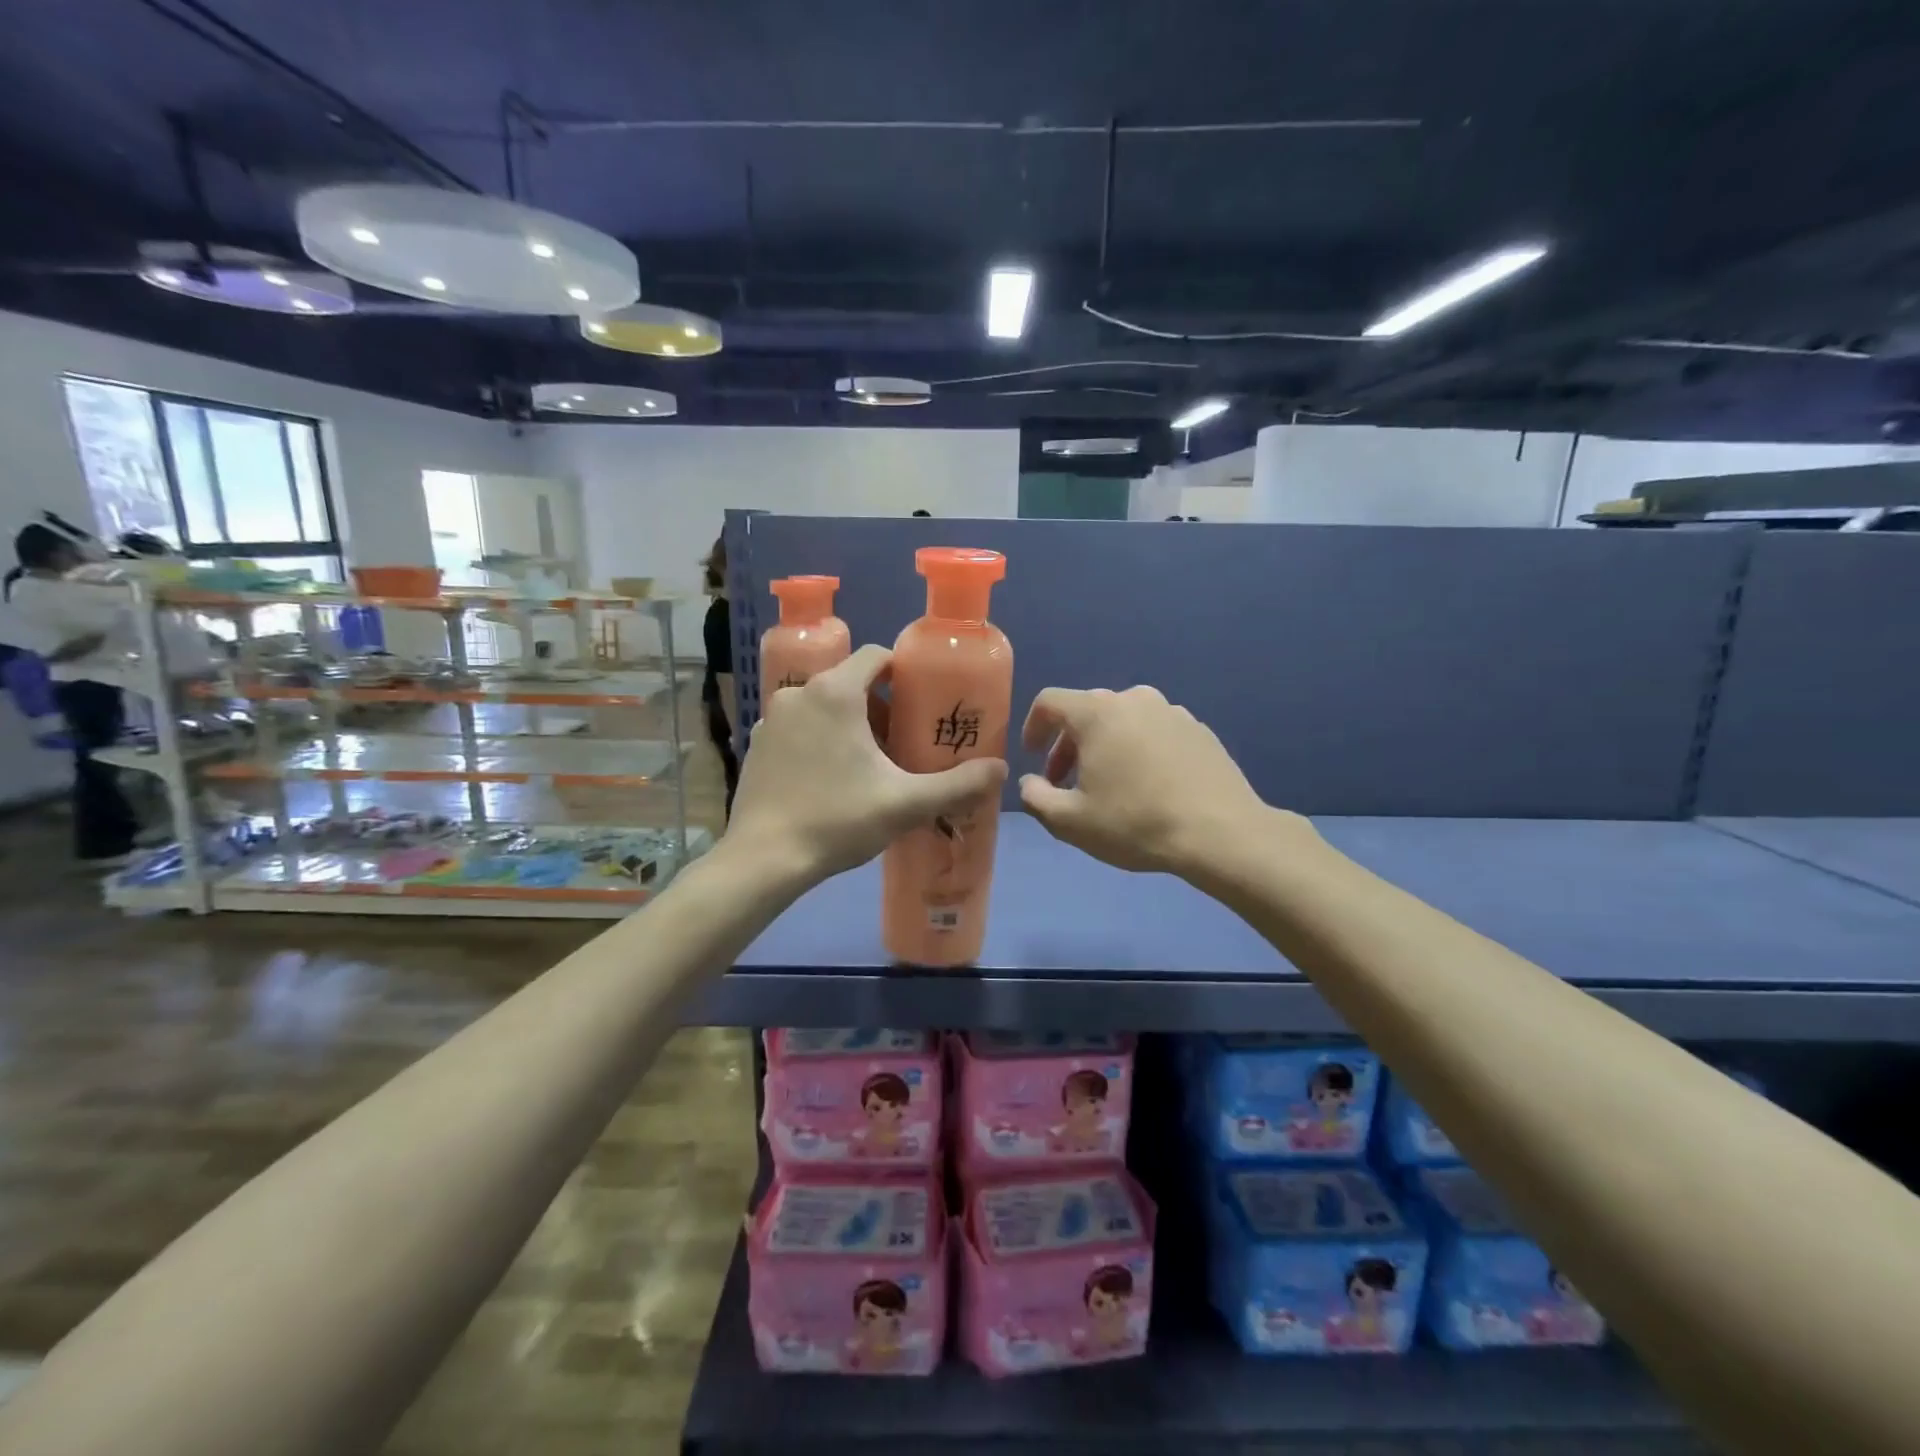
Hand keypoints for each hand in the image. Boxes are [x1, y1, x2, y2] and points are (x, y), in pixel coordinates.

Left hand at [729, 645, 1007, 882]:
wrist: (763, 859)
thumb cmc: (837, 820)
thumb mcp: (905, 804)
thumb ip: (958, 785)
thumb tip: (1001, 770)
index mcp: (835, 692)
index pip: (876, 656)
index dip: (905, 673)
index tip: (923, 702)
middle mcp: (799, 693)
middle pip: (851, 682)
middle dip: (881, 707)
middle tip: (904, 743)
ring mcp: (772, 718)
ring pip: (824, 705)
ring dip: (851, 724)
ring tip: (871, 764)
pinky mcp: (756, 744)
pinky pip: (800, 727)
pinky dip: (820, 739)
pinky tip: (831, 778)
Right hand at [1018, 685, 1280, 874]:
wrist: (1221, 833)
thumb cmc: (1135, 823)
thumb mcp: (1070, 822)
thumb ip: (1036, 798)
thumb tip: (1029, 783)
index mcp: (1097, 712)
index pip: (1050, 701)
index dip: (1033, 726)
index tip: (1032, 756)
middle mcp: (1134, 699)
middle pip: (1087, 711)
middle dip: (1068, 744)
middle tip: (1066, 781)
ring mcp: (1171, 711)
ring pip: (1123, 720)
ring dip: (1105, 746)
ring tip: (1109, 784)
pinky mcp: (1199, 729)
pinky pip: (1154, 731)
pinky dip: (1139, 749)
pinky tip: (1148, 785)